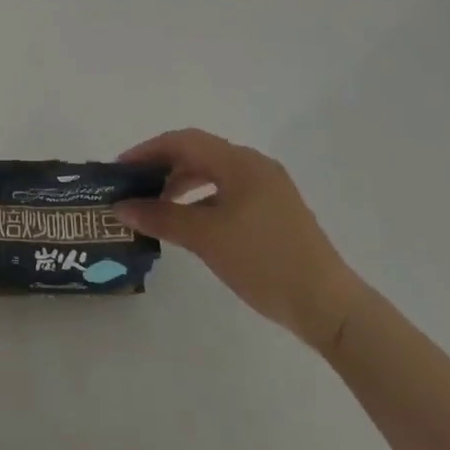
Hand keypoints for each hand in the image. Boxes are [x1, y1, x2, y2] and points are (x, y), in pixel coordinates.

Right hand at [114, 129, 361, 350]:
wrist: (329, 307)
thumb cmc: (264, 262)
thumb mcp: (206, 238)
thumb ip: (161, 217)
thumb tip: (121, 207)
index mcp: (240, 162)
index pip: (184, 141)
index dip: (148, 151)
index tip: (120, 169)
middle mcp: (255, 166)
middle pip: (198, 154)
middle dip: (163, 167)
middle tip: (134, 188)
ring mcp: (268, 189)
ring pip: (214, 174)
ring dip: (182, 185)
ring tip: (156, 206)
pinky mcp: (275, 212)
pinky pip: (228, 193)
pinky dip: (203, 201)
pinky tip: (190, 223)